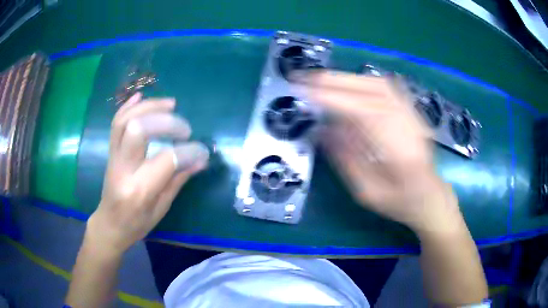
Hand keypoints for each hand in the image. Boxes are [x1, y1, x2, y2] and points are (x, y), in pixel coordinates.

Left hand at [86, 92, 208, 254]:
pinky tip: (142, 96)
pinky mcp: (110, 151)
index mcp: (139, 190)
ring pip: (125, 120)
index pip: (165, 160)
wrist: (110, 224)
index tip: (202, 151)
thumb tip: (201, 158)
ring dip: (149, 106)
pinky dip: (129, 106)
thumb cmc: (137, 223)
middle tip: (185, 129)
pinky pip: (116, 122)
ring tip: (170, 104)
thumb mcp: (162, 208)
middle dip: (166, 122)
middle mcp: (123, 169)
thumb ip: (179, 179)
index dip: (188, 151)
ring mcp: (113, 157)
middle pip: (138, 130)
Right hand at [295, 70, 462, 232]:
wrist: (430, 196)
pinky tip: (346, 83)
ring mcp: (411, 113)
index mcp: (399, 150)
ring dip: (345, 78)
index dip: (333, 99)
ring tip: (318, 80)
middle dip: (333, 81)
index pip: (363, 112)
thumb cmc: (400, 201)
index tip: (305, 93)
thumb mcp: (368, 193)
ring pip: (377, 83)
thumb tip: (323, 130)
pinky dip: (361, 80)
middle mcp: (407, 123)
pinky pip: (385, 86)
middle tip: (303, 79)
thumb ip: (346, 160)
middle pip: (370, 90)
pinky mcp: (410, 110)